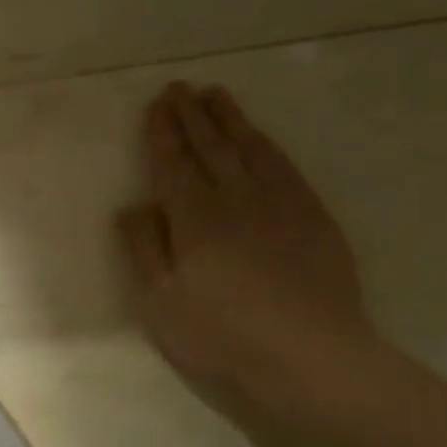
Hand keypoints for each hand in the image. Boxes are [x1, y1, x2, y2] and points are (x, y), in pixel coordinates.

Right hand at [117, 83, 379, 422]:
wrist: (312, 358)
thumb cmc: (222, 335)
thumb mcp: (160, 301)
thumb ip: (143, 249)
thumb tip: (133, 206)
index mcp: (193, 217)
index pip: (173, 163)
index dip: (163, 132)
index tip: (157, 103)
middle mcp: (235, 198)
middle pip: (210, 147)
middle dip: (192, 115)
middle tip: (181, 87)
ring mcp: (279, 204)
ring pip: (249, 149)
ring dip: (230, 119)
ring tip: (216, 95)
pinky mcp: (313, 218)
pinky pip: (285, 166)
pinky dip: (267, 145)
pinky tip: (260, 138)